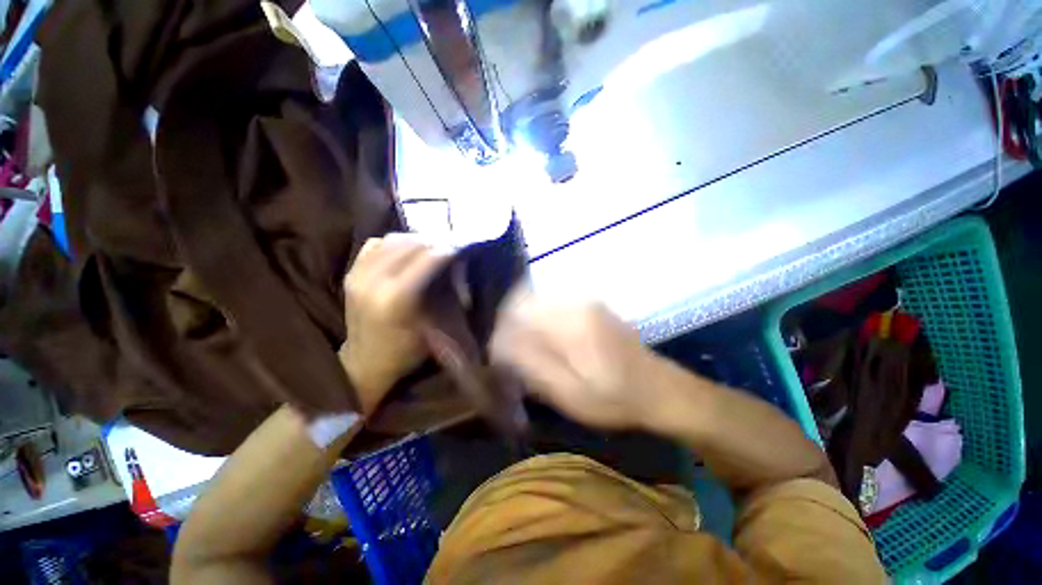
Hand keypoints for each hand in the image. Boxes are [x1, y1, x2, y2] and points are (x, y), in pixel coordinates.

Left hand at [340, 234, 453, 416]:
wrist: (365, 363)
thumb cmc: (406, 351)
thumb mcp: (433, 327)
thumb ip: (444, 294)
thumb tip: (456, 267)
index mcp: (396, 299)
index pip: (426, 258)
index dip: (446, 249)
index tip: (461, 247)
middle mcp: (373, 282)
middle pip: (409, 244)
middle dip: (433, 241)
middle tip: (449, 245)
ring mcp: (358, 276)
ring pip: (391, 240)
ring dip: (415, 239)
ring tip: (430, 246)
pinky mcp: (350, 275)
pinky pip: (375, 245)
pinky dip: (394, 243)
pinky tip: (406, 252)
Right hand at [490, 290, 662, 429]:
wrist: (659, 389)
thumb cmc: (615, 400)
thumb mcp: (570, 394)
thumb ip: (532, 366)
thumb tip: (500, 346)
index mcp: (571, 323)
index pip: (517, 314)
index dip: (501, 335)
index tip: (499, 359)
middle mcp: (575, 303)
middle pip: (523, 303)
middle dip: (509, 328)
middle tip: (510, 358)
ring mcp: (583, 301)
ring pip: (535, 303)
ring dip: (523, 325)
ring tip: (526, 354)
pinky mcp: (588, 306)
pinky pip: (549, 307)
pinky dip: (538, 323)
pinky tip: (545, 346)